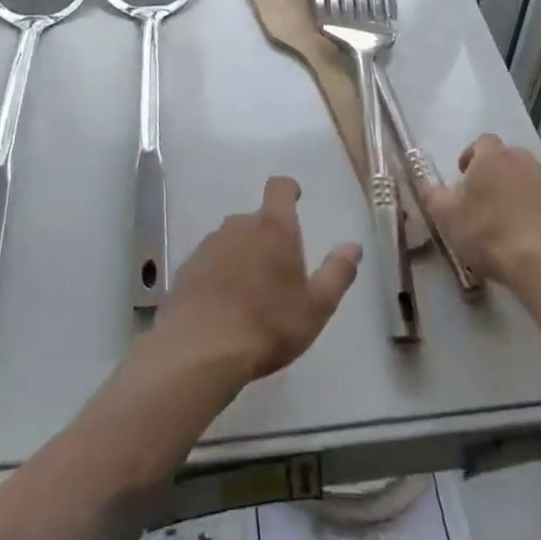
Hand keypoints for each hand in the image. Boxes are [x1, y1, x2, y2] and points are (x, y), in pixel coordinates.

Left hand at [159, 177, 360, 381]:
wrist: (200, 351)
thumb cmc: (268, 325)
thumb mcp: (316, 307)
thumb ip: (337, 273)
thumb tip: (353, 246)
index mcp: (274, 228)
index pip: (279, 189)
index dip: (288, 190)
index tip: (295, 198)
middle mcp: (239, 226)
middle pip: (256, 220)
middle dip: (267, 237)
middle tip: (277, 272)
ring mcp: (209, 245)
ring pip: (232, 241)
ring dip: (242, 256)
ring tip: (249, 294)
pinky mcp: (187, 268)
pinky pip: (210, 262)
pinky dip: (218, 275)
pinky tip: (223, 306)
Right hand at [421, 134, 540, 290]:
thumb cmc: (492, 235)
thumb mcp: (448, 219)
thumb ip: (434, 198)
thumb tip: (430, 187)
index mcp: (493, 159)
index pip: (481, 142)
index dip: (471, 157)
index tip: (464, 178)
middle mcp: (525, 163)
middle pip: (509, 159)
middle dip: (498, 174)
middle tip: (486, 201)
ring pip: (533, 181)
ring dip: (522, 195)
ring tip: (512, 224)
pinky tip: (540, 240)